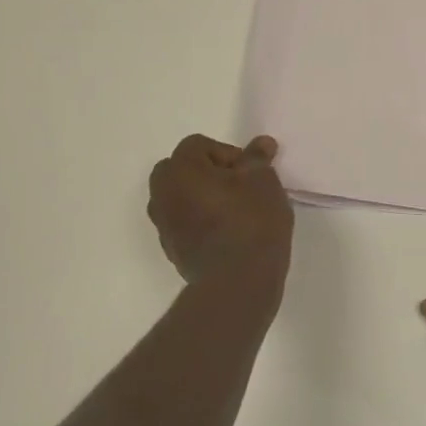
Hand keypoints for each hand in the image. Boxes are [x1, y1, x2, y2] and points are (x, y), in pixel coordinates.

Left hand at [148, 133, 292, 284]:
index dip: (229, 154)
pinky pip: (185, 224)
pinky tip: (228, 234)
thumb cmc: (251, 221)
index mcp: (179, 169)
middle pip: (183, 170)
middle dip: (210, 174)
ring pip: (181, 198)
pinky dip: (201, 222)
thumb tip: (261, 144)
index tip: (251, 174)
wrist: (238, 281)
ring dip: (203, 198)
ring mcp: (163, 225)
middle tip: (241, 189)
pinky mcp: (172, 251)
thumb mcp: (263, 181)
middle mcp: (162, 193)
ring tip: (236, 212)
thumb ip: (257, 159)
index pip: (199, 145)